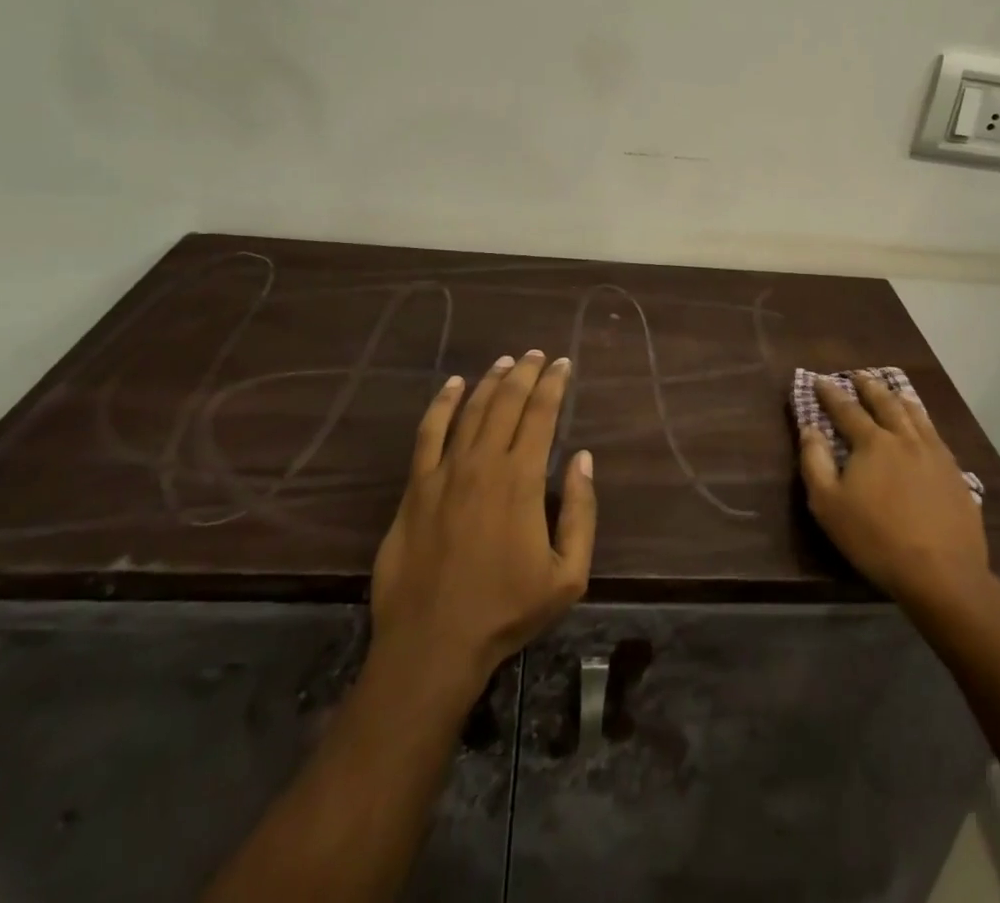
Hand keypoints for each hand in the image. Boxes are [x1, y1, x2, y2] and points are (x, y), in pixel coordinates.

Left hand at [370, 352, 595, 688]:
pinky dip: (441, 404)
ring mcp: (445, 473)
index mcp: (521, 480)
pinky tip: (452, 385)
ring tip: (506, 361)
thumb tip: (583, 459)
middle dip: (526, 373)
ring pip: (471, 410)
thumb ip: (581, 513)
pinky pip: (429, 433)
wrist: (432, 644)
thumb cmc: (506, 611)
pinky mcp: (416, 487)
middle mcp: (483, 463)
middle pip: (507, 403)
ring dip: (491, 381)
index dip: (554, 384)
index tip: (564, 364)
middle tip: (538, 354)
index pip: (541, 415)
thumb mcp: (567, 575)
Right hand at [798, 372, 988, 609]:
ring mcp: (935, 454)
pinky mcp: (955, 474)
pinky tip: (924, 427)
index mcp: (872, 442)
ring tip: (893, 391)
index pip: (846, 409)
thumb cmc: (876, 539)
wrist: (942, 573)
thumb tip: (809, 429)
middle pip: (885, 403)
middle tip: (858, 375)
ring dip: (899, 399)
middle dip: (868, 387)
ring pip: (915, 415)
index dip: (831, 393)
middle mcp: (905, 438)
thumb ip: (815, 462)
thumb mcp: (828, 505)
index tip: (820, 380)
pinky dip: (924, 421)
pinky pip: (936, 435)